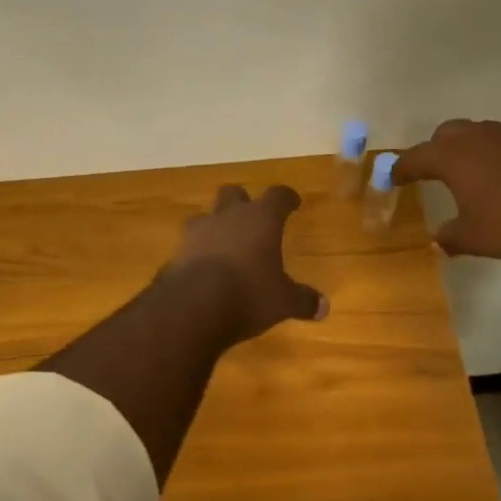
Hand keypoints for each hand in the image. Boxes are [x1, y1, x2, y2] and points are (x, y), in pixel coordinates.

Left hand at [164, 185, 327, 342]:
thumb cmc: (248, 295)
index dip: (286, 198)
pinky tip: (203, 265)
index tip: (292, 203)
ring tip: (223, 240)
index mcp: (261, 219)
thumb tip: (324, 307)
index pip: (278, 195)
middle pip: (234, 193)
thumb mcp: (282, 302)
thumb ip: (303, 300)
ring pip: (206, 214)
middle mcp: (229, 216)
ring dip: (215, 223)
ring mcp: (198, 231)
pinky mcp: (177, 251)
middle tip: (252, 215)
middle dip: (243, 201)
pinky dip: (198, 249)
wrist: (192, 307)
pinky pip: (189, 242)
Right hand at [392, 119, 500, 265]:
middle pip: (446, 134)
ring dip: (467, 150)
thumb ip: (450, 237)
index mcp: (454, 157)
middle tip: (430, 172)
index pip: (416, 157)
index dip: (401, 168)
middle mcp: (479, 137)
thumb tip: (437, 241)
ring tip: (468, 175)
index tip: (392, 177)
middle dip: (434, 150)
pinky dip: (496, 156)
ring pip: (478, 134)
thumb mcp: (475, 238)